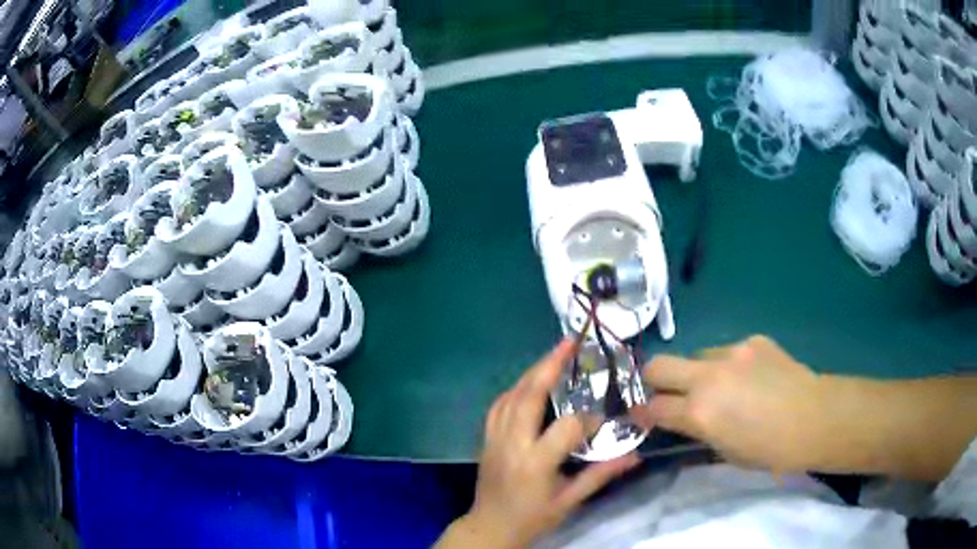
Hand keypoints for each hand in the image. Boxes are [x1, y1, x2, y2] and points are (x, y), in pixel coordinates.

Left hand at [437, 340, 640, 548]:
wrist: (490, 527)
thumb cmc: (533, 518)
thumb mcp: (570, 501)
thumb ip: (601, 475)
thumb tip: (636, 454)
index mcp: (535, 463)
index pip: (565, 427)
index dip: (586, 420)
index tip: (600, 423)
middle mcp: (512, 443)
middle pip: (529, 395)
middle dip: (549, 365)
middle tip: (569, 342)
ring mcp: (494, 437)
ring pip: (512, 395)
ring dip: (533, 371)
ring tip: (554, 355)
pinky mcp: (486, 437)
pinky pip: (499, 404)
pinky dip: (516, 388)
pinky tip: (529, 382)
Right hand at [634, 335, 825, 472]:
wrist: (814, 417)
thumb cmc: (769, 449)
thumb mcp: (724, 451)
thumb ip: (698, 430)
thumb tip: (683, 419)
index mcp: (700, 412)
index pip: (652, 407)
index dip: (642, 413)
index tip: (642, 417)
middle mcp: (709, 376)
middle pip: (659, 364)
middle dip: (653, 379)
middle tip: (667, 393)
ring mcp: (732, 352)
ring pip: (697, 356)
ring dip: (700, 373)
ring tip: (724, 387)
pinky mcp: (752, 340)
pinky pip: (729, 351)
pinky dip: (730, 365)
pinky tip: (752, 378)